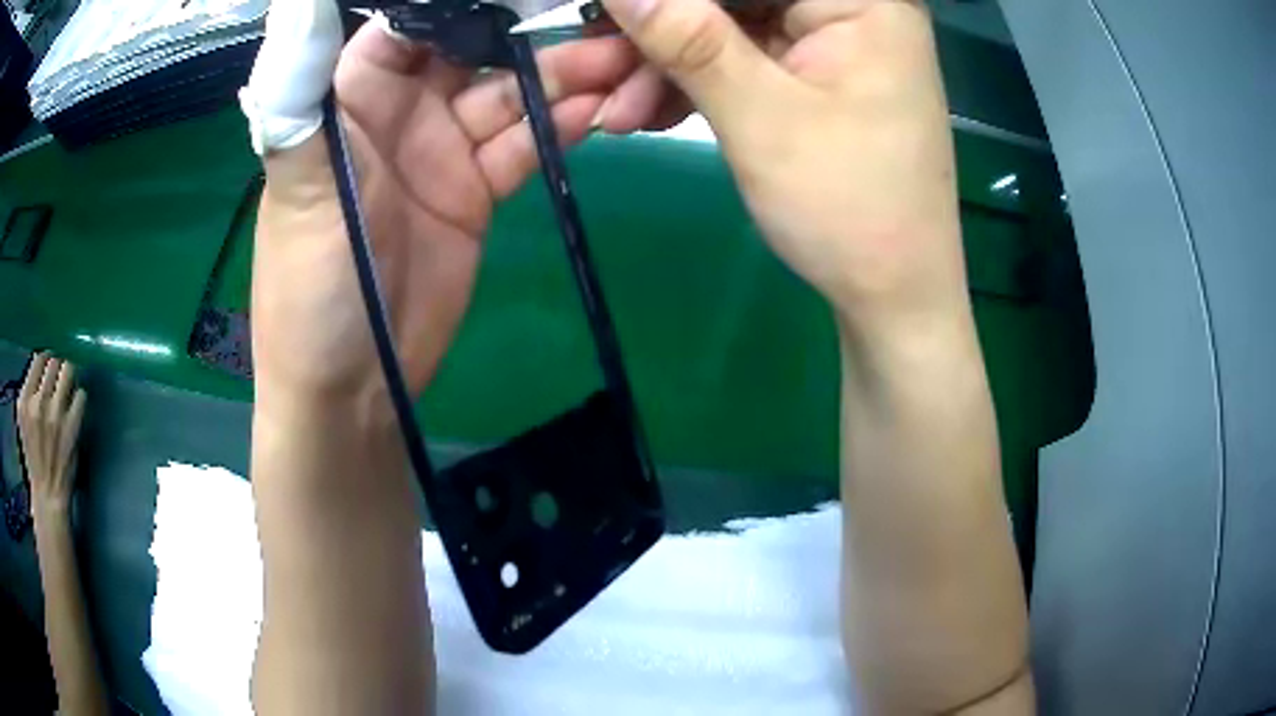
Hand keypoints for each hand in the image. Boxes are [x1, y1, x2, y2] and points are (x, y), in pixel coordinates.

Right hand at [15, 353, 86, 519]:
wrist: (48, 495)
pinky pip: (81, 394)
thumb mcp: (24, 420)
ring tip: (69, 389)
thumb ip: (30, 391)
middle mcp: (38, 403)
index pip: (39, 358)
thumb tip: (44, 362)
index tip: (51, 368)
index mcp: (25, 400)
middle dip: (59, 368)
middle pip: (54, 361)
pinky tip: (76, 407)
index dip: (47, 360)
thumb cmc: (34, 457)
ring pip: (68, 370)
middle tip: (61, 379)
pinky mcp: (71, 426)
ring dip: (70, 377)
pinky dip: (80, 397)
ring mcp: (55, 414)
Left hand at [247, 8, 643, 409]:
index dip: (468, 1)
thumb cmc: (309, 287)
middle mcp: (400, 110)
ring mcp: (442, 150)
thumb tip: (301, 6)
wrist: (352, 386)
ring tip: (623, 64)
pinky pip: (526, 145)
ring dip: (565, 78)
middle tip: (603, 25)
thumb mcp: (299, 185)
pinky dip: (562, 128)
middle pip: (476, 50)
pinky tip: (602, 112)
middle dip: (534, 35)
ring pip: (512, 95)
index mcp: (352, 95)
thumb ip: (303, 92)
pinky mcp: (476, 191)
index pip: (414, 20)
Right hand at [598, 0, 966, 332]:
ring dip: (669, 66)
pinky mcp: (818, 77)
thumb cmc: (848, 208)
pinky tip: (651, 112)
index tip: (606, 17)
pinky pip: (745, 60)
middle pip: (736, 1)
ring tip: (617, 114)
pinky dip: (698, 84)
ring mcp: (835, 44)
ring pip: (731, 29)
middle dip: (663, 35)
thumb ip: (686, 38)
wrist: (893, 297)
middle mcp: (853, 9)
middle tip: (597, 70)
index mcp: (861, 1)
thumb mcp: (760, 116)